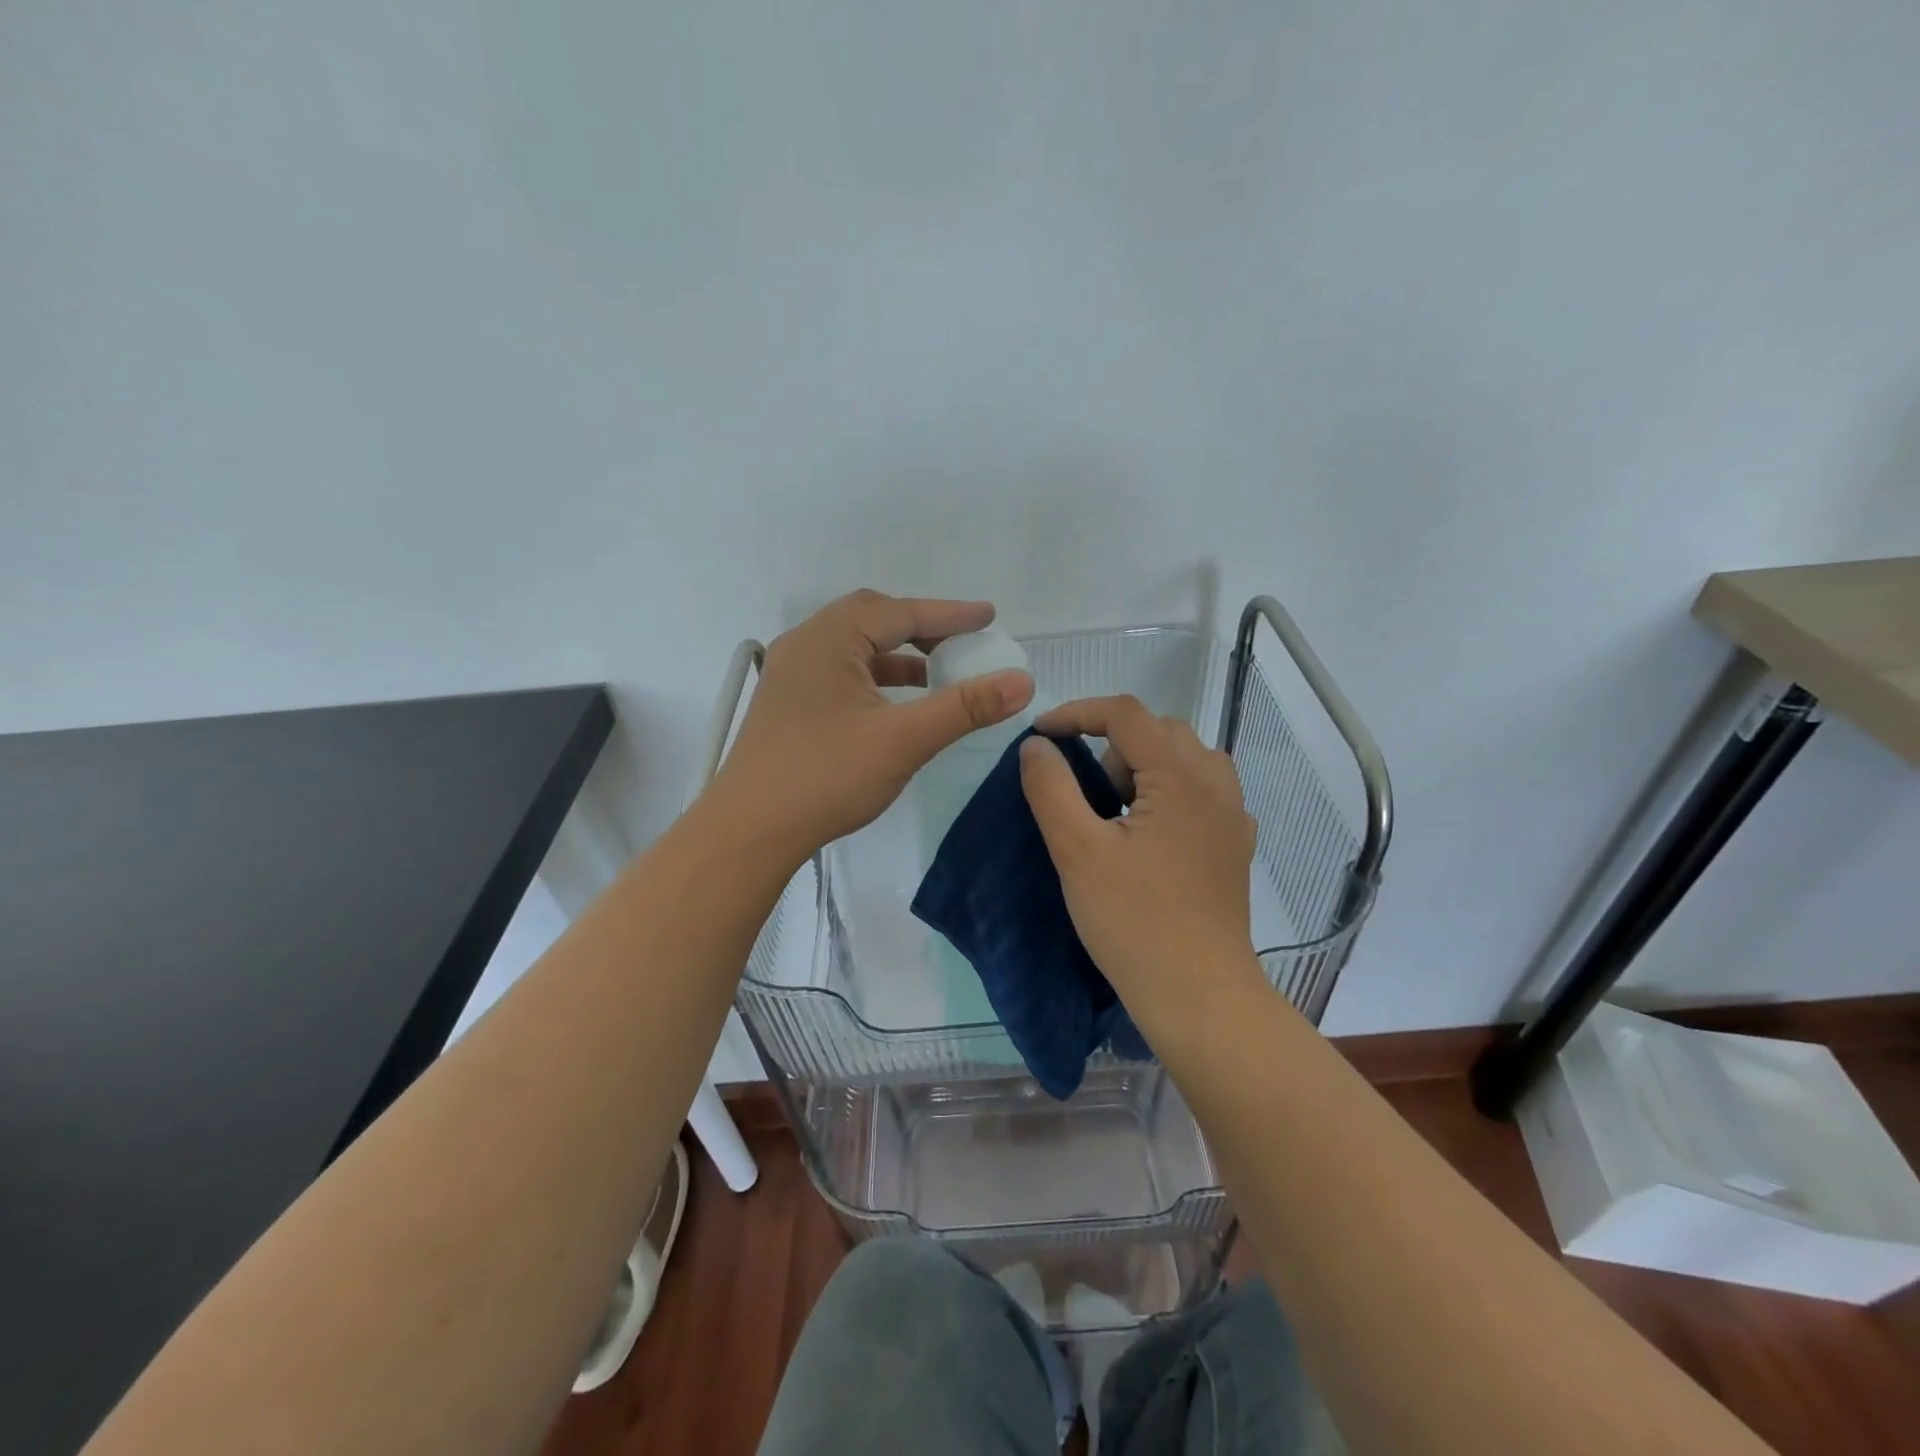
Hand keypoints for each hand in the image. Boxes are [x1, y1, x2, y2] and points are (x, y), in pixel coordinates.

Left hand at [712, 590, 1034, 862]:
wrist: (749, 831)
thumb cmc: (826, 776)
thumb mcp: (904, 740)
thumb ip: (964, 707)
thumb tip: (1021, 681)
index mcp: (829, 639)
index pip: (901, 613)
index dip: (951, 615)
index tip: (990, 617)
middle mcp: (805, 644)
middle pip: (873, 619)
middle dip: (922, 628)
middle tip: (962, 643)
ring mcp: (791, 674)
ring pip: (855, 648)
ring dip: (899, 655)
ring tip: (939, 674)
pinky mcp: (788, 703)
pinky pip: (841, 672)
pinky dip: (876, 678)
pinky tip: (897, 705)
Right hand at [1018, 695, 1262, 1033]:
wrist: (1199, 996)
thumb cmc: (1134, 922)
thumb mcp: (1077, 851)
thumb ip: (1050, 788)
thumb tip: (1036, 746)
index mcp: (1182, 776)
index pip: (1125, 713)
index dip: (1076, 713)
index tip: (1040, 736)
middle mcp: (1217, 783)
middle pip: (1157, 730)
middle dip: (1110, 745)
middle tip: (1083, 792)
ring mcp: (1233, 814)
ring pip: (1181, 758)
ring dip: (1140, 767)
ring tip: (1114, 814)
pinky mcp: (1234, 843)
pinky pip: (1198, 790)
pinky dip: (1165, 792)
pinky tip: (1148, 836)